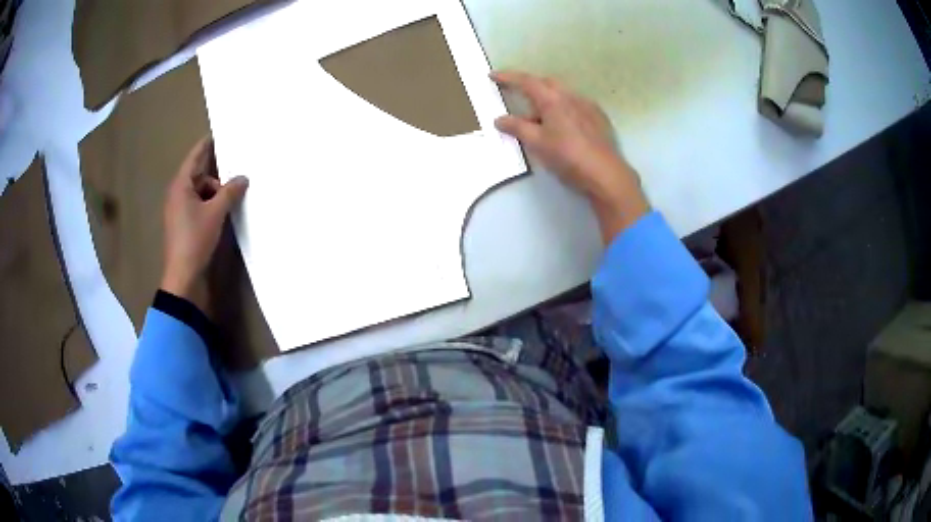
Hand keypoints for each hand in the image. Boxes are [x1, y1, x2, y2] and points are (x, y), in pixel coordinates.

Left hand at [161, 136, 248, 313]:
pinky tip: (224, 213)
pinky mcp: (184, 225)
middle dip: (217, 176)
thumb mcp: (215, 213)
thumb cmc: (195, 239)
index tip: (218, 133)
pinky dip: (211, 206)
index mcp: (180, 186)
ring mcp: (179, 211)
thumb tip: (243, 177)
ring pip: (200, 192)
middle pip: (199, 175)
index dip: (206, 145)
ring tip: (233, 200)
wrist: (183, 277)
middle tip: (237, 175)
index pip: (194, 157)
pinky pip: (199, 206)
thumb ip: (230, 192)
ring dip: (215, 194)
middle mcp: (177, 194)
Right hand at [492, 71, 648, 242]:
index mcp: (553, 99)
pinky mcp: (599, 118)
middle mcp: (571, 96)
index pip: (526, 81)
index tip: (493, 76)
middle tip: (516, 95)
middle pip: (546, 84)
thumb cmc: (568, 156)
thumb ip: (517, 128)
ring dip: (547, 100)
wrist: (606, 173)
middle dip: (529, 86)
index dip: (508, 77)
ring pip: (562, 95)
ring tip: (538, 119)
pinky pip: (575, 105)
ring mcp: (587, 105)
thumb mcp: (537, 143)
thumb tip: (499, 120)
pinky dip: (562, 109)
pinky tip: (562, 126)